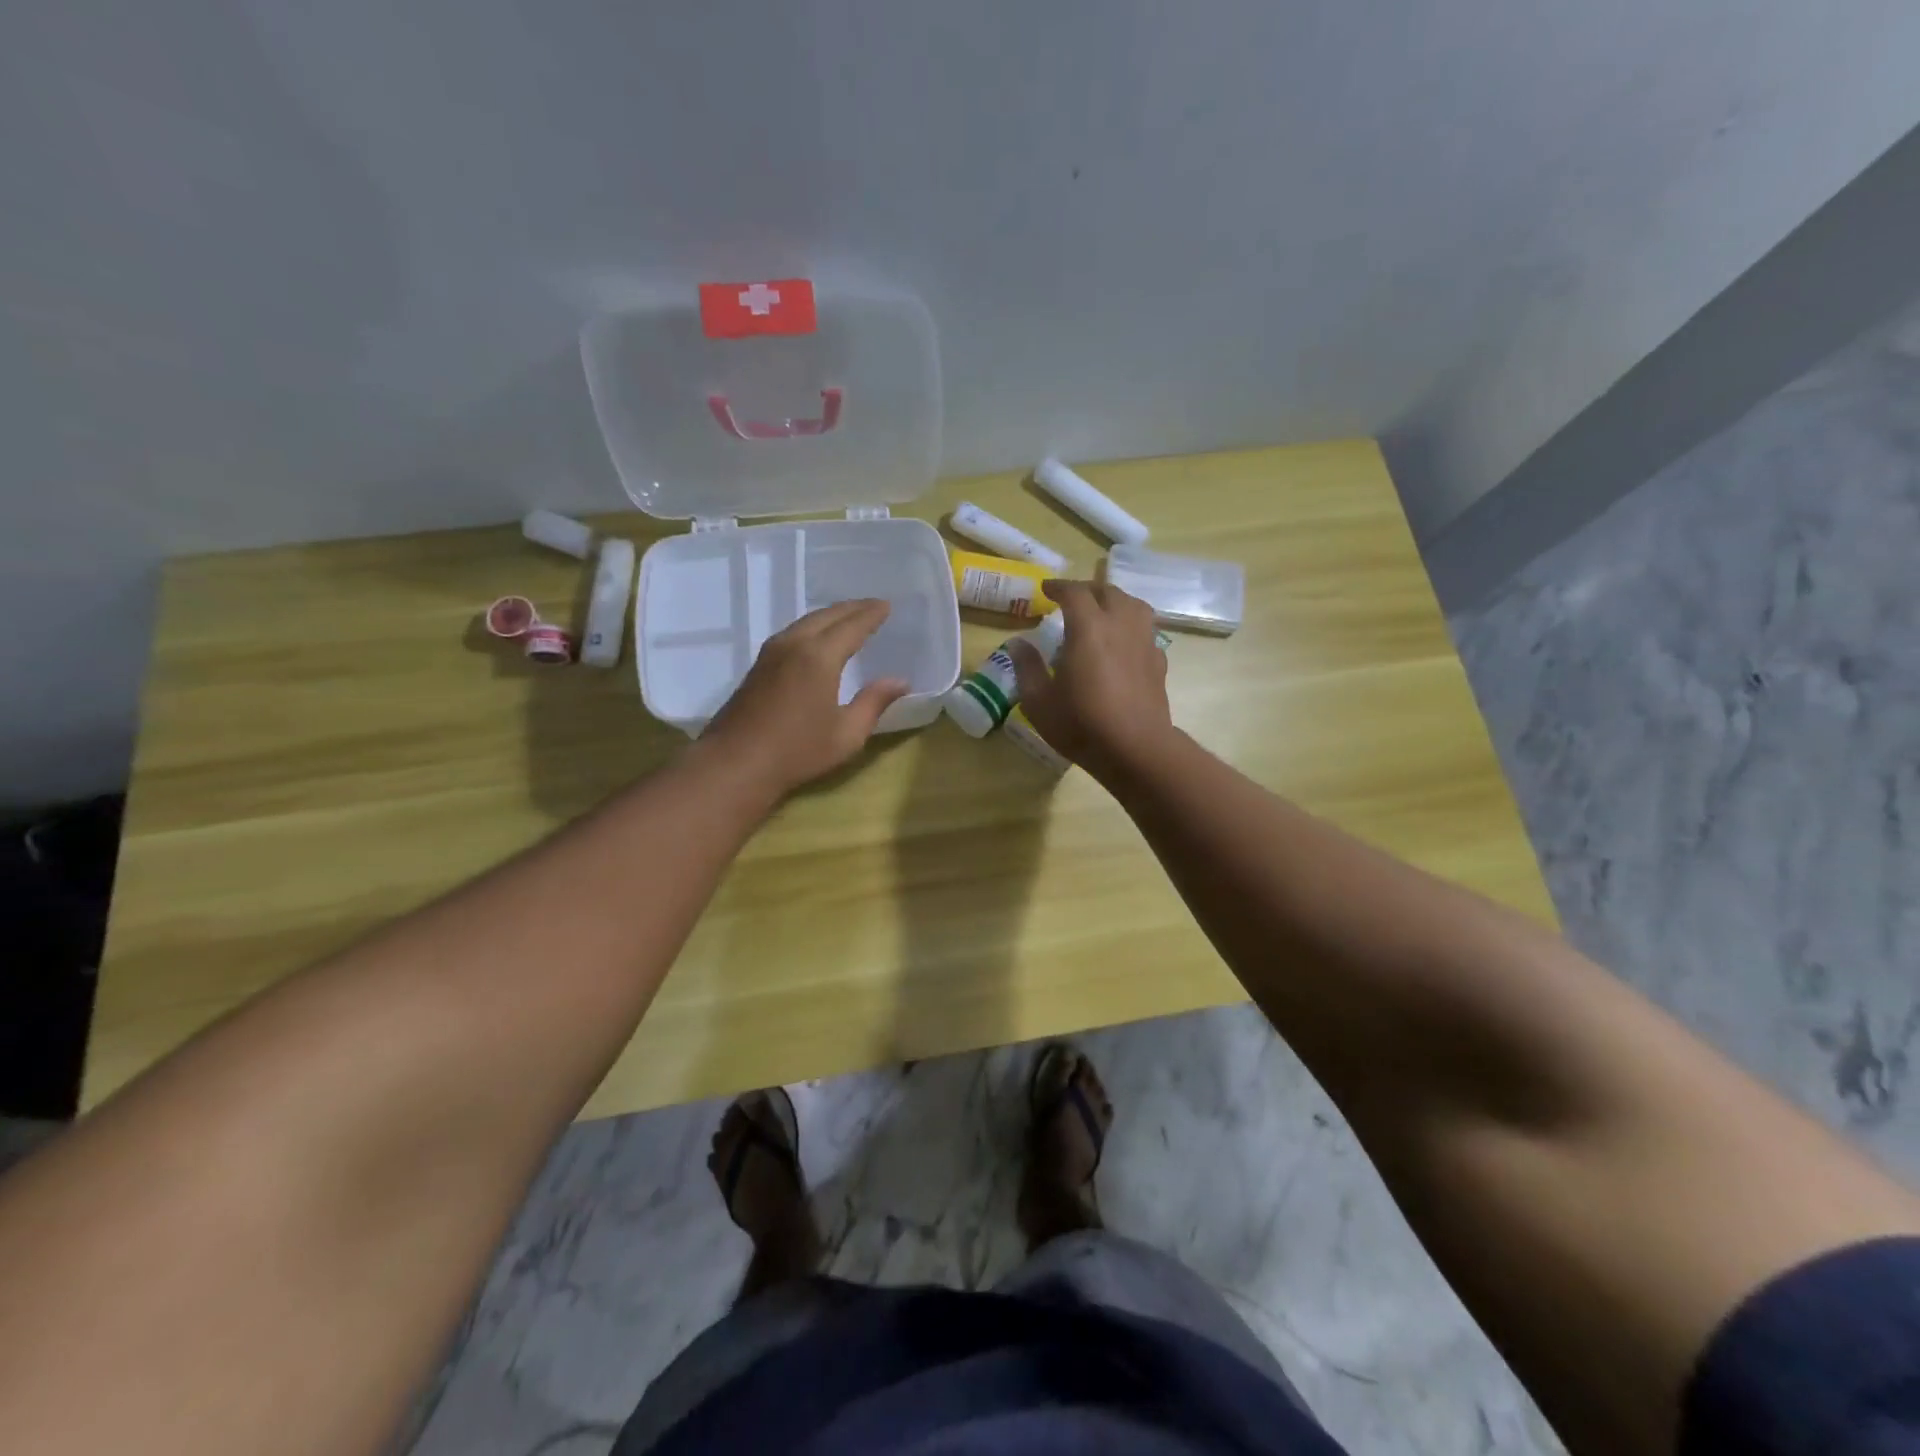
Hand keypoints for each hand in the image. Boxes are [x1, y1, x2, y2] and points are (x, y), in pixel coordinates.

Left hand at [700, 599, 909, 798]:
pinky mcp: (759, 665)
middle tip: (873, 606)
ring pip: (806, 622)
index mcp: (819, 656)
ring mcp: (771, 653)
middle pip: (827, 616)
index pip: (852, 626)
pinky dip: (813, 627)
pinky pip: (792, 633)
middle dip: (852, 609)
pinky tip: (818, 638)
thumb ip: (874, 702)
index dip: (871, 615)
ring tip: (849, 618)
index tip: (887, 605)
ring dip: (831, 616)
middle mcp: (794, 644)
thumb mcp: (847, 733)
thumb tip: (900, 681)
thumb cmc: (797, 751)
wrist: (736, 763)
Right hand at [1009, 580, 1173, 781]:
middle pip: (1108, 592)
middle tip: (1072, 599)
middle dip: (1088, 590)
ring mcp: (1144, 641)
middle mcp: (1120, 625)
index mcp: (1088, 628)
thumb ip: (1027, 667)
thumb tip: (1018, 642)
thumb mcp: (1039, 701)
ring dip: (1115, 601)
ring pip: (1134, 605)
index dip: (1059, 586)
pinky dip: (1131, 625)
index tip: (1046, 589)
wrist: (1136, 749)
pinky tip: (1123, 642)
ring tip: (1102, 612)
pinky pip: (1146, 630)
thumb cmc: (1082, 724)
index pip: (1075, 592)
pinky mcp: (1158, 661)